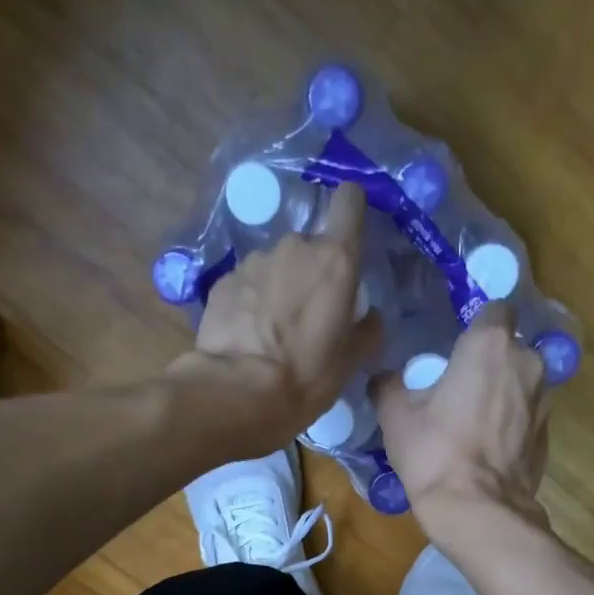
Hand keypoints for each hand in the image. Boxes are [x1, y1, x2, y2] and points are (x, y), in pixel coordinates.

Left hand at [174, 183, 380, 445]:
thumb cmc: (304, 378)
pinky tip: (247, 335)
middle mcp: (294, 247)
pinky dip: (250, 301)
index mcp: (334, 260)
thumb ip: (367, 330)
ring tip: (272, 330)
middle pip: (309, 245)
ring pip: (275, 265)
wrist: (237, 393)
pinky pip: (246, 284)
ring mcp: (254, 261)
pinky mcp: (223, 280)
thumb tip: (370, 315)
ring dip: (277, 287)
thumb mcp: (350, 363)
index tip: (349, 230)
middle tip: (307, 315)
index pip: (349, 201)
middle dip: (310, 272)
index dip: (350, 210)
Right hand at [372, 302, 551, 547]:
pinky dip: (510, 423)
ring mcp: (544, 400)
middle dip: (488, 362)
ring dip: (502, 393)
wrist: (477, 510)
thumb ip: (389, 385)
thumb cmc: (434, 452)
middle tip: (458, 387)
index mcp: (490, 345)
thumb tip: (384, 378)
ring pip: (521, 382)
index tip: (456, 346)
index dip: (476, 325)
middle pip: (509, 348)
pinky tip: (486, 447)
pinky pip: (526, 416)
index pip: (494, 309)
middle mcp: (527, 362)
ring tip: (472, 421)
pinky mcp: (547, 434)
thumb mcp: (395, 416)